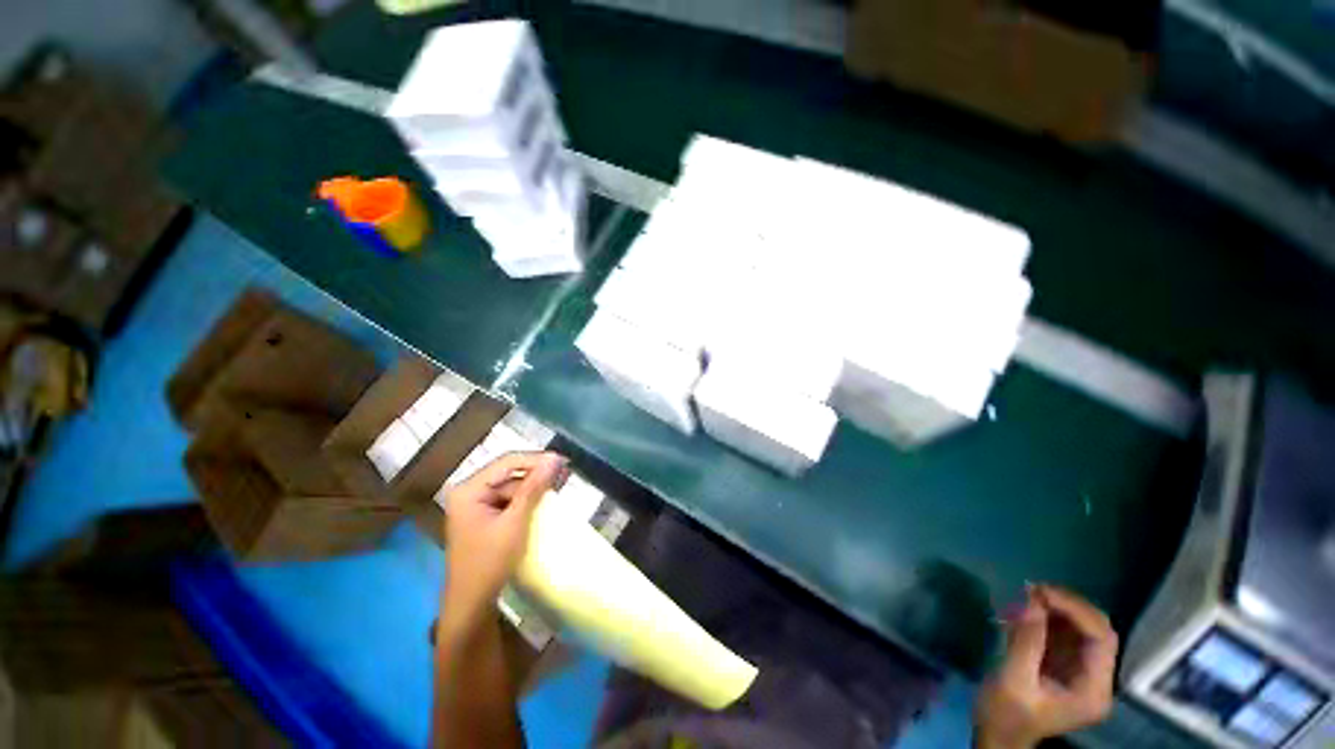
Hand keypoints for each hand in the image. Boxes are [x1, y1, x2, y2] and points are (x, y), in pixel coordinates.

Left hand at [443, 452, 568, 617]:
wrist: (472, 605)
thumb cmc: (490, 562)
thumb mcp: (515, 521)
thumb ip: (534, 487)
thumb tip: (555, 458)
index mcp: (469, 490)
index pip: (507, 462)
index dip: (536, 459)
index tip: (563, 461)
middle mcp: (470, 492)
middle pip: (509, 472)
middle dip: (537, 472)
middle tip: (565, 473)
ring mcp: (476, 504)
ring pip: (512, 485)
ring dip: (535, 485)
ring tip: (560, 483)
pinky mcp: (484, 516)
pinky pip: (510, 499)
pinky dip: (528, 498)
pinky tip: (545, 499)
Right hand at [974, 585, 1118, 748]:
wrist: (996, 736)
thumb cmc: (1005, 714)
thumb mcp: (1012, 680)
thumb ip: (1025, 642)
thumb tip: (1031, 601)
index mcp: (1093, 690)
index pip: (1101, 639)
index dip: (1075, 610)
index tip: (1040, 592)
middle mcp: (1096, 679)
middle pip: (1096, 630)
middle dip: (1067, 606)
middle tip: (1031, 590)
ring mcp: (1081, 672)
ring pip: (1081, 628)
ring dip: (1055, 608)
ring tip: (1024, 596)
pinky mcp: (1064, 665)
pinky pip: (1064, 633)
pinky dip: (1046, 617)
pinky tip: (1024, 610)